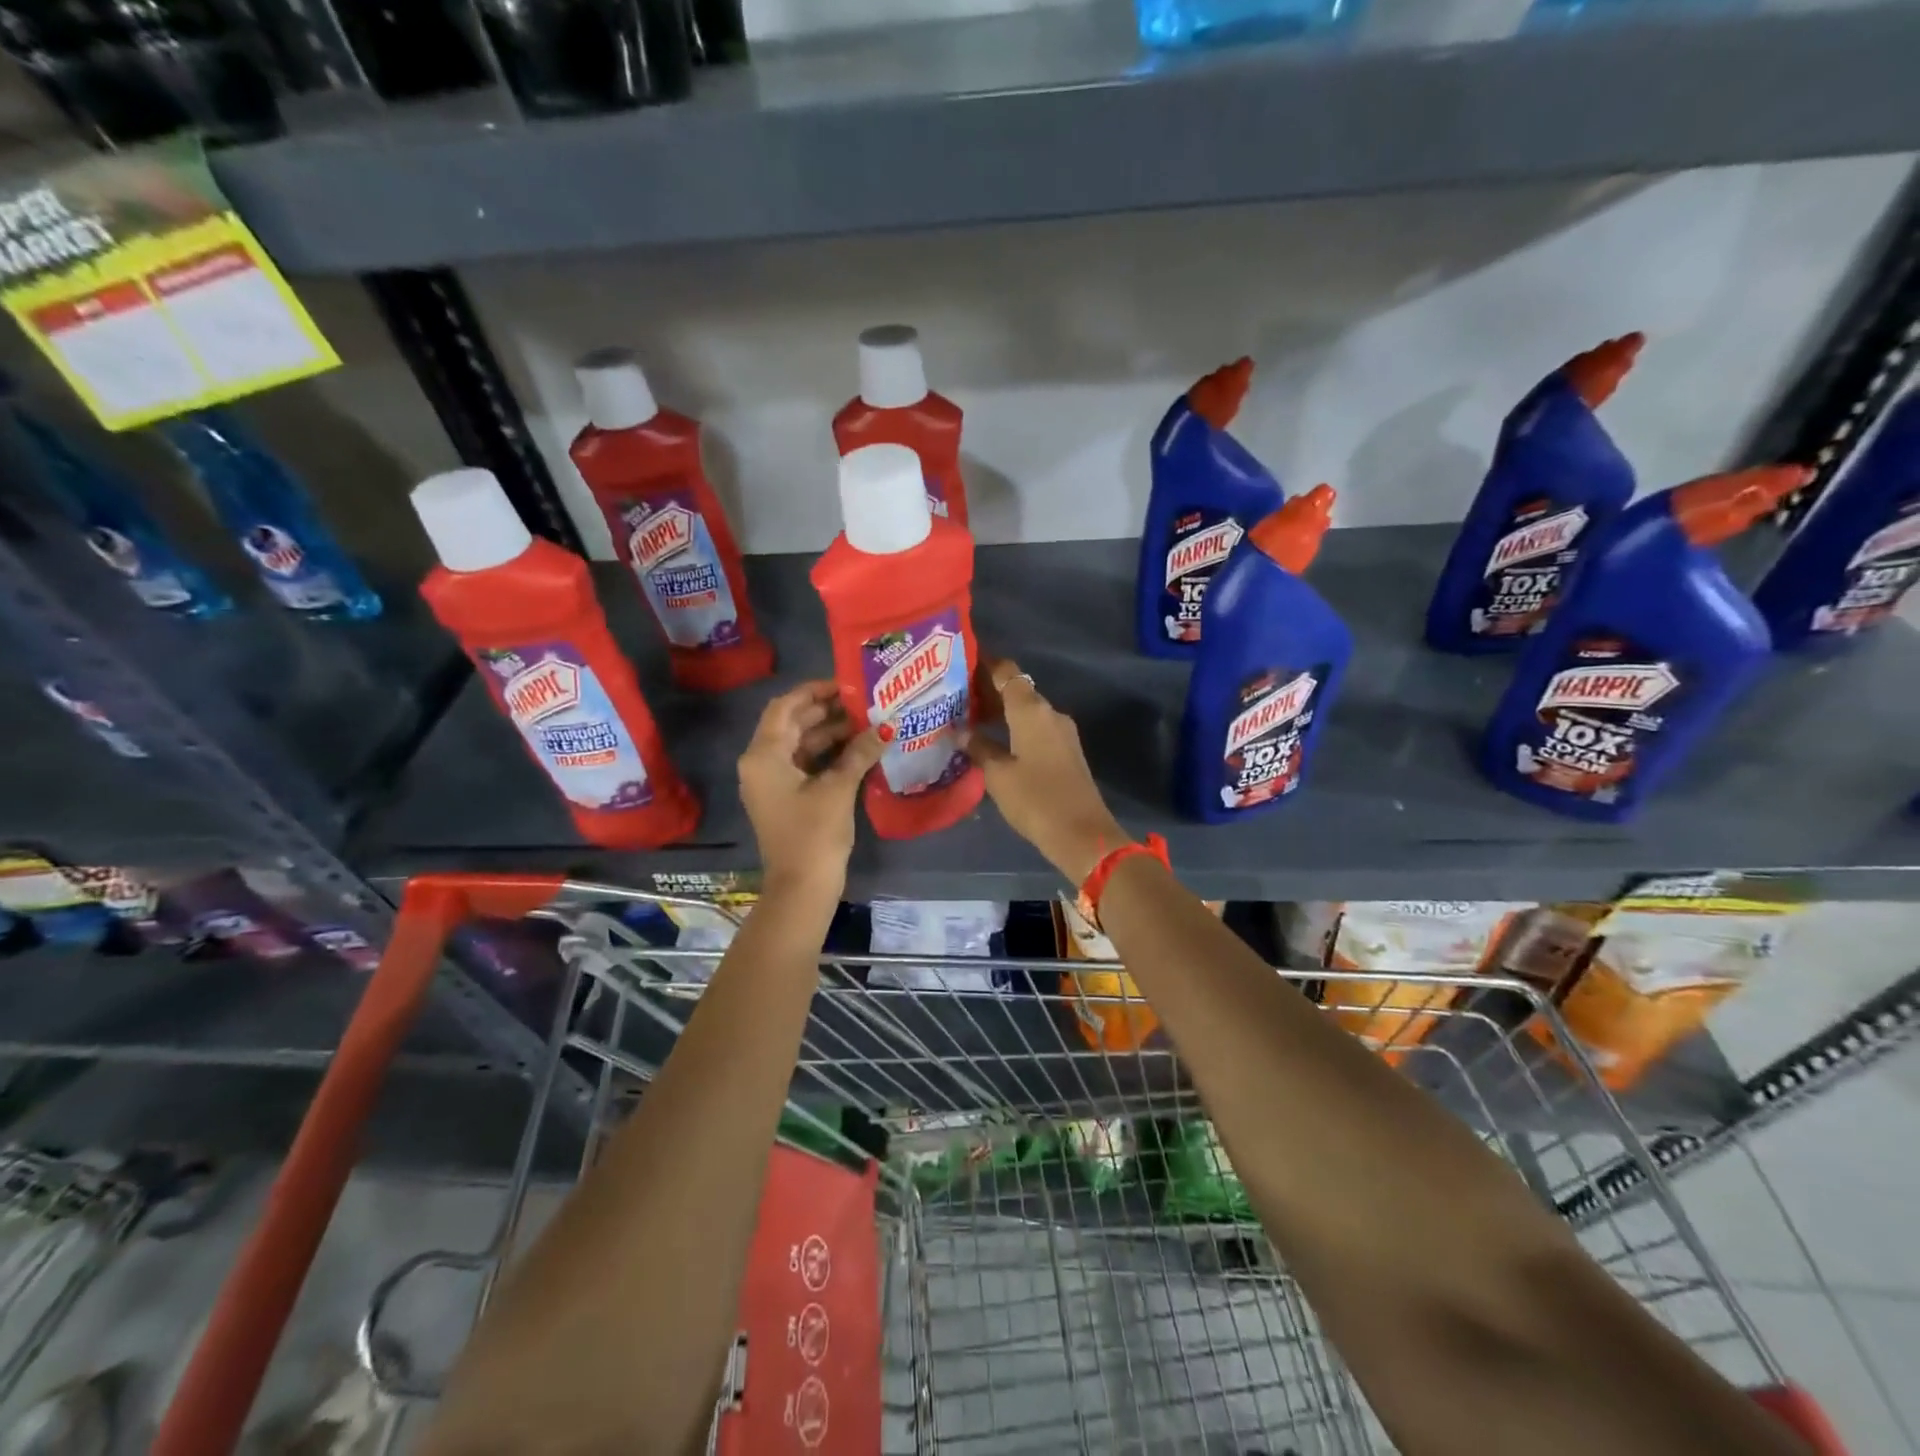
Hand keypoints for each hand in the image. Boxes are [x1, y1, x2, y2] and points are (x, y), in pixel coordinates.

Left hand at [738, 681, 881, 897]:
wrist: (802, 887)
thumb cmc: (814, 833)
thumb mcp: (838, 788)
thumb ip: (859, 752)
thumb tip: (885, 727)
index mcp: (764, 755)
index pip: (785, 707)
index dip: (814, 691)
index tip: (846, 684)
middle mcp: (761, 763)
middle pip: (792, 724)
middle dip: (827, 711)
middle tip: (864, 702)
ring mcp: (772, 782)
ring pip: (801, 745)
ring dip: (830, 733)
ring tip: (867, 723)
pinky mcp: (786, 798)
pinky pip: (805, 764)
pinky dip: (828, 755)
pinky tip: (858, 749)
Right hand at [966, 658, 1128, 884]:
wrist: (1082, 834)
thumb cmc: (1035, 799)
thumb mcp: (998, 775)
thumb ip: (978, 747)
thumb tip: (960, 730)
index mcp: (1031, 710)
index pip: (1007, 672)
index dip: (984, 664)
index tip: (960, 664)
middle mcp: (1049, 712)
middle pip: (1017, 689)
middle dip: (988, 690)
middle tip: (955, 697)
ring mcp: (1062, 732)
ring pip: (1027, 710)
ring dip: (1002, 711)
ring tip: (969, 720)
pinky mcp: (1067, 751)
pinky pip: (1036, 728)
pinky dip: (1015, 727)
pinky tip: (995, 740)